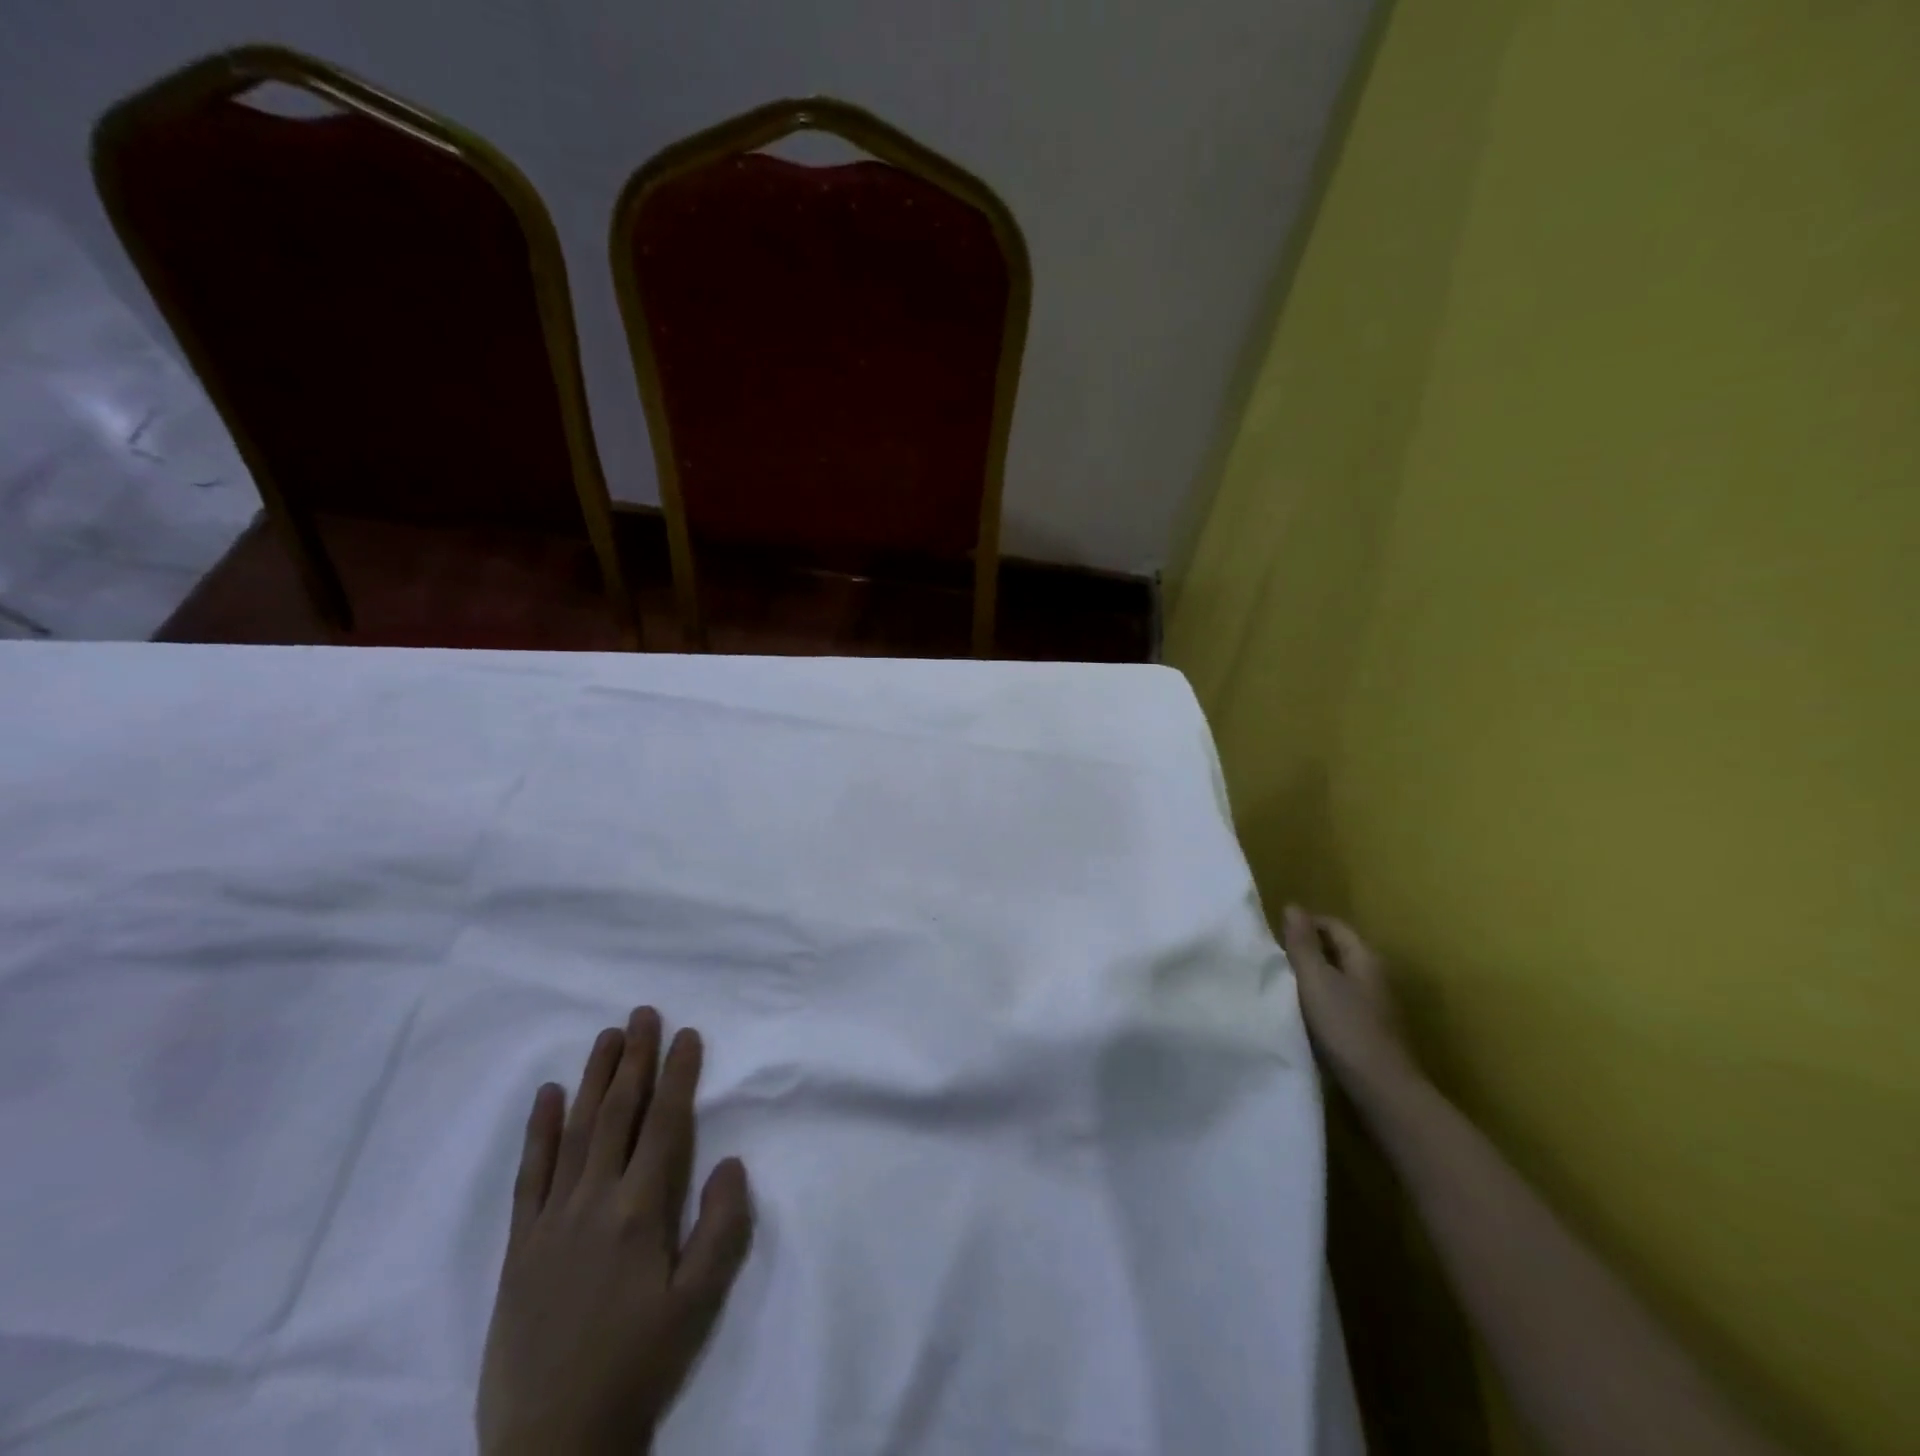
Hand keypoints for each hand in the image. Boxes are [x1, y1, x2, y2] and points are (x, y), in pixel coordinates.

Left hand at [477, 1009, 753, 1455]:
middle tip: (643, 1013)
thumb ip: (721, 1228)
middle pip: (617, 1114)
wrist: (551, 1444)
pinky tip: (547, 1096)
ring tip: (606, 1036)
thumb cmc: (637, 1366)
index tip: (686, 1034)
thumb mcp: (697, 1304)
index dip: (677, 1075)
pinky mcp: (520, 1243)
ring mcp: (551, 1219)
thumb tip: (730, 1161)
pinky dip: (539, 1130)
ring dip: (593, 1079)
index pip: (664, 1124)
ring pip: (576, 1131)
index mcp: (640, 1212)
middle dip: (634, 1059)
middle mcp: (594, 1201)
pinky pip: (530, 1174)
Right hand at [1280, 906, 1418, 1099]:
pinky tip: (1300, 1012)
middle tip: (1273, 957)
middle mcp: (1373, 976)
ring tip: (1280, 983)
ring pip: (1336, 977)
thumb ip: (1302, 944)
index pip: (1333, 925)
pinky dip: (1318, 999)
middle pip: (1336, 950)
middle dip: (1306, 949)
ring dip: (1311, 976)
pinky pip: (1338, 1001)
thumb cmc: (1346, 1026)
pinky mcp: (1367, 1029)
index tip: (1275, 935)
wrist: (1380, 1088)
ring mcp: (1373, 1004)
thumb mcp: (1316, 979)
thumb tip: (1293, 906)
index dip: (1305, 924)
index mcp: (1364, 958)